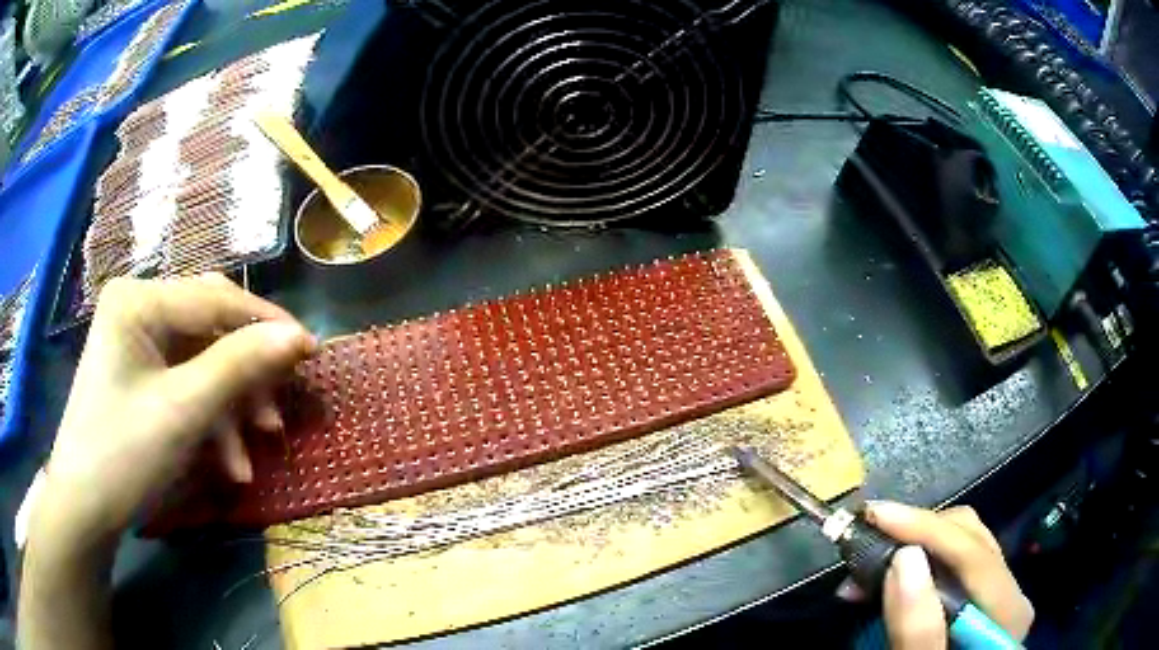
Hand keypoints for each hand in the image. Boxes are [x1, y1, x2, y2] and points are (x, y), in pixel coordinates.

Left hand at [32, 273, 316, 547]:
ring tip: (251, 455)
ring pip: (202, 363)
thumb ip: (239, 367)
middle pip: (209, 330)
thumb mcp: (183, 412)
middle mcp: (138, 309)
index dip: (265, 325)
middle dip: (245, 375)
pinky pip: (187, 386)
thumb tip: (295, 338)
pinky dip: (210, 421)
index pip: (214, 299)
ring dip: (230, 409)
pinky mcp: (140, 375)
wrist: (85, 509)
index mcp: (138, 300)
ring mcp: (138, 343)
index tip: (311, 352)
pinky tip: (227, 461)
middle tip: (275, 416)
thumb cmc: (123, 454)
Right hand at [866, 501, 1033, 648]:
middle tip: (864, 542)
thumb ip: (919, 631)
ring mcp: (994, 595)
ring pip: (959, 545)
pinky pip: (950, 566)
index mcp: (1006, 611)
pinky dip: (915, 564)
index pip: (974, 554)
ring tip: (864, 565)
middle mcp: (1008, 592)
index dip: (926, 529)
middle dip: (914, 534)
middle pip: (970, 538)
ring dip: (911, 546)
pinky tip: (886, 578)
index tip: (875, 516)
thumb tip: (904, 558)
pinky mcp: (976, 601)